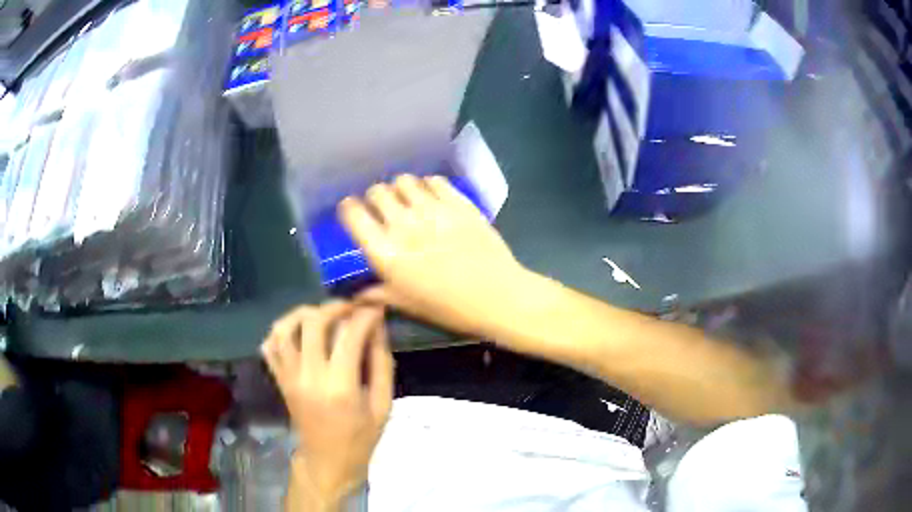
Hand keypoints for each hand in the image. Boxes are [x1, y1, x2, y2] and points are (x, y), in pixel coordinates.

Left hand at [262, 302, 393, 505]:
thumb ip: (381, 363)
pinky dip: (281, 332)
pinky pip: (270, 347)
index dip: (365, 315)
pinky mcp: (279, 381)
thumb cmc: (360, 438)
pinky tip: (299, 332)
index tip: (375, 308)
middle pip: (313, 323)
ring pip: (284, 329)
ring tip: (322, 315)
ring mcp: (289, 378)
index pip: (350, 335)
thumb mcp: (383, 405)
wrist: (327, 462)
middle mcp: (310, 377)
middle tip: (350, 308)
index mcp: (341, 387)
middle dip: (334, 307)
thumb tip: (377, 327)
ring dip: (303, 314)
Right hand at [338, 175, 529, 335]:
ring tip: (408, 199)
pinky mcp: (458, 202)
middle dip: (375, 197)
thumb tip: (353, 294)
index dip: (348, 208)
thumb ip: (376, 294)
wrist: (498, 297)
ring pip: (405, 181)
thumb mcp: (407, 305)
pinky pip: (434, 181)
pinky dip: (428, 185)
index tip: (351, 209)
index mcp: (387, 253)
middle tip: (383, 207)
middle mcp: (404, 225)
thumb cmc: (449, 308)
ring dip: (401, 188)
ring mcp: (433, 210)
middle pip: (378, 192)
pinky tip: (432, 196)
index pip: (354, 216)